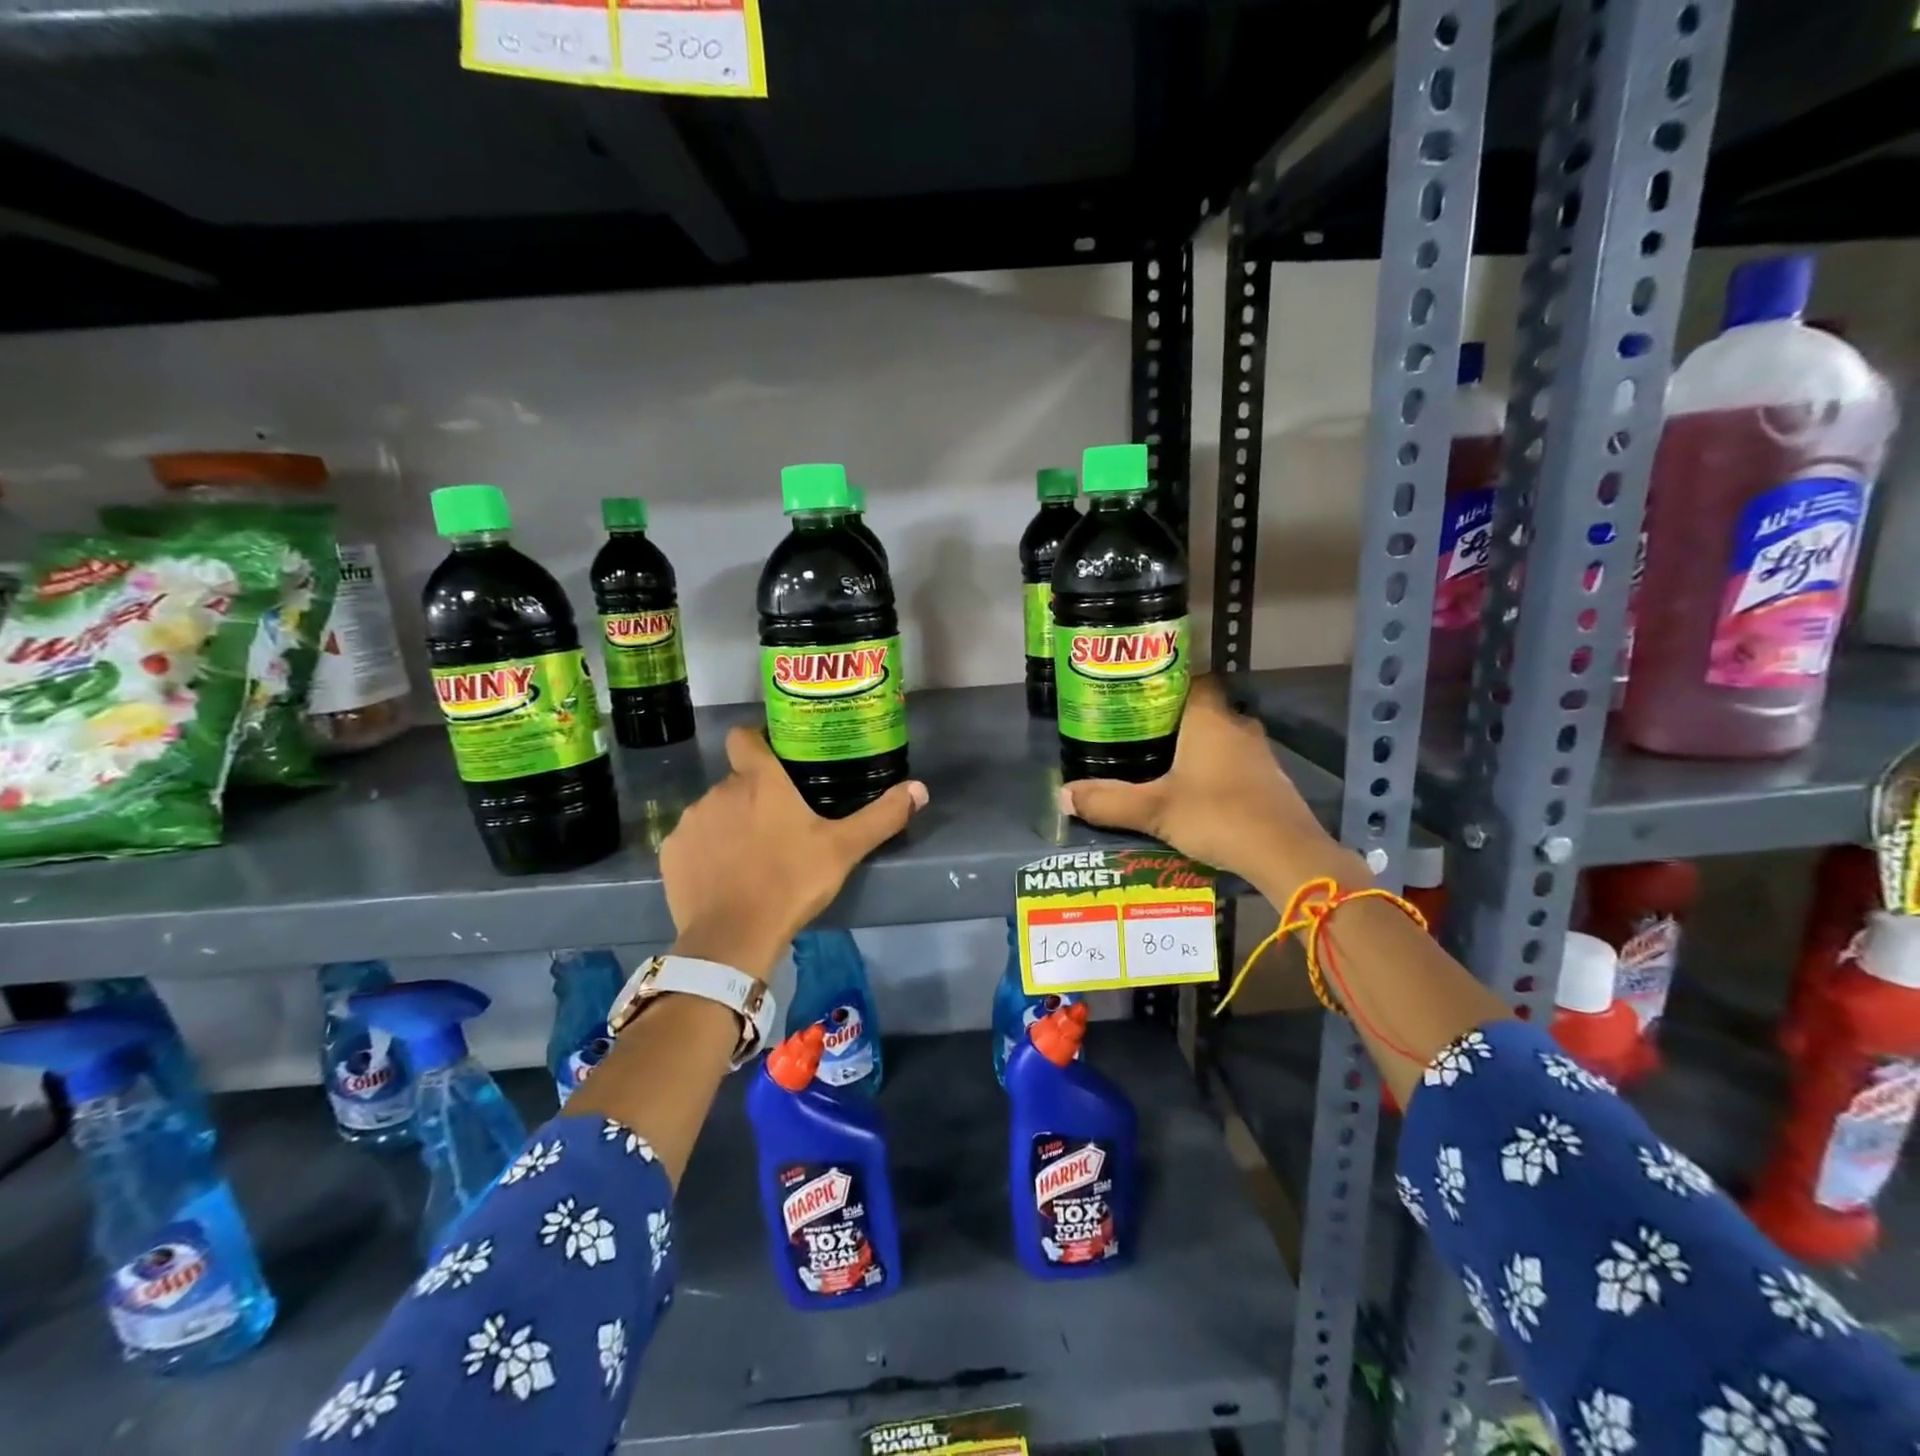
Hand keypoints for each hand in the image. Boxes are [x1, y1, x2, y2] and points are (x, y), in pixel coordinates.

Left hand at [659, 727, 927, 979]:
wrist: (732, 937)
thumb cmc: (791, 882)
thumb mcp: (843, 849)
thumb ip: (882, 816)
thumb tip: (920, 789)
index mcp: (759, 780)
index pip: (744, 736)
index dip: (757, 741)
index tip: (775, 759)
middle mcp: (720, 790)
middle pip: (737, 780)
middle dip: (755, 796)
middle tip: (780, 825)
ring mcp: (691, 821)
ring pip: (715, 810)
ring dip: (731, 823)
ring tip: (752, 855)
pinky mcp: (672, 852)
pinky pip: (692, 840)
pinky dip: (707, 851)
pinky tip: (723, 876)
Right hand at [1059, 677, 1361, 896]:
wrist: (1286, 854)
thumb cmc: (1217, 815)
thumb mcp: (1154, 811)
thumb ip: (1109, 802)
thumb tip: (1062, 796)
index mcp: (1209, 718)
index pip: (1192, 678)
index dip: (1166, 681)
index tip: (1138, 694)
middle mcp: (1237, 726)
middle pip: (1203, 709)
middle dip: (1173, 719)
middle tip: (1138, 732)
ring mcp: (1259, 754)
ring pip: (1220, 738)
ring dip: (1195, 747)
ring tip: (1159, 762)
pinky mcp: (1270, 780)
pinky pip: (1234, 762)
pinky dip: (1214, 770)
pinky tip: (1194, 792)